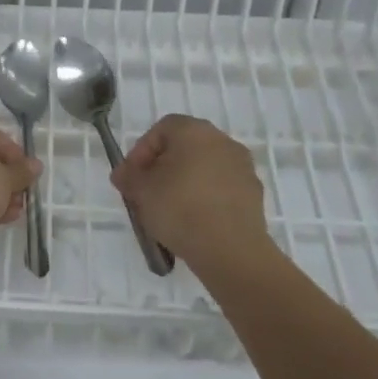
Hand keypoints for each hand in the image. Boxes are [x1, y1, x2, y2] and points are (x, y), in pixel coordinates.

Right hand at [110, 114, 268, 265]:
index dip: (141, 151)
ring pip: (203, 169)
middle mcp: (222, 141)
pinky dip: (205, 199)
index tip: (131, 177)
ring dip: (184, 184)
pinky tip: (193, 222)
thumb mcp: (141, 191)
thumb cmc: (180, 208)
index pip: (161, 129)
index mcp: (194, 131)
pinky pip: (220, 189)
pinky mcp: (254, 194)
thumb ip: (128, 176)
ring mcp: (242, 167)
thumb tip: (124, 174)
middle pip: (184, 148)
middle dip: (161, 168)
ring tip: (168, 212)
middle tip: (146, 193)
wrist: (230, 249)